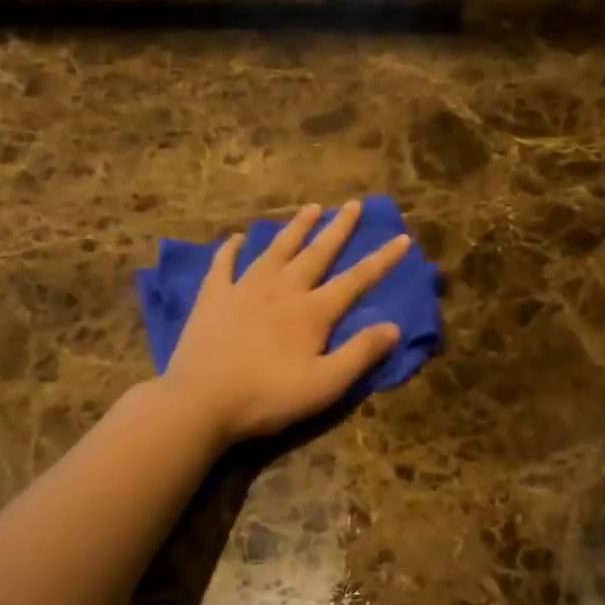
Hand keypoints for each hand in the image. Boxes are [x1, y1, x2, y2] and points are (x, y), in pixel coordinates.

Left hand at [162, 200, 408, 443]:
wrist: (201, 401)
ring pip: (276, 249)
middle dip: (338, 228)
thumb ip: (360, 353)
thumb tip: (394, 327)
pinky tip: (236, 238)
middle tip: (353, 204)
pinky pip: (224, 264)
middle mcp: (283, 289)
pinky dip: (231, 249)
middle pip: (317, 253)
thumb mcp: (326, 384)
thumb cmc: (268, 397)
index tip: (403, 238)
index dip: (382, 260)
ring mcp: (244, 289)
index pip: (356, 280)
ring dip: (295, 228)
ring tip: (311, 208)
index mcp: (313, 311)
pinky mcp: (213, 297)